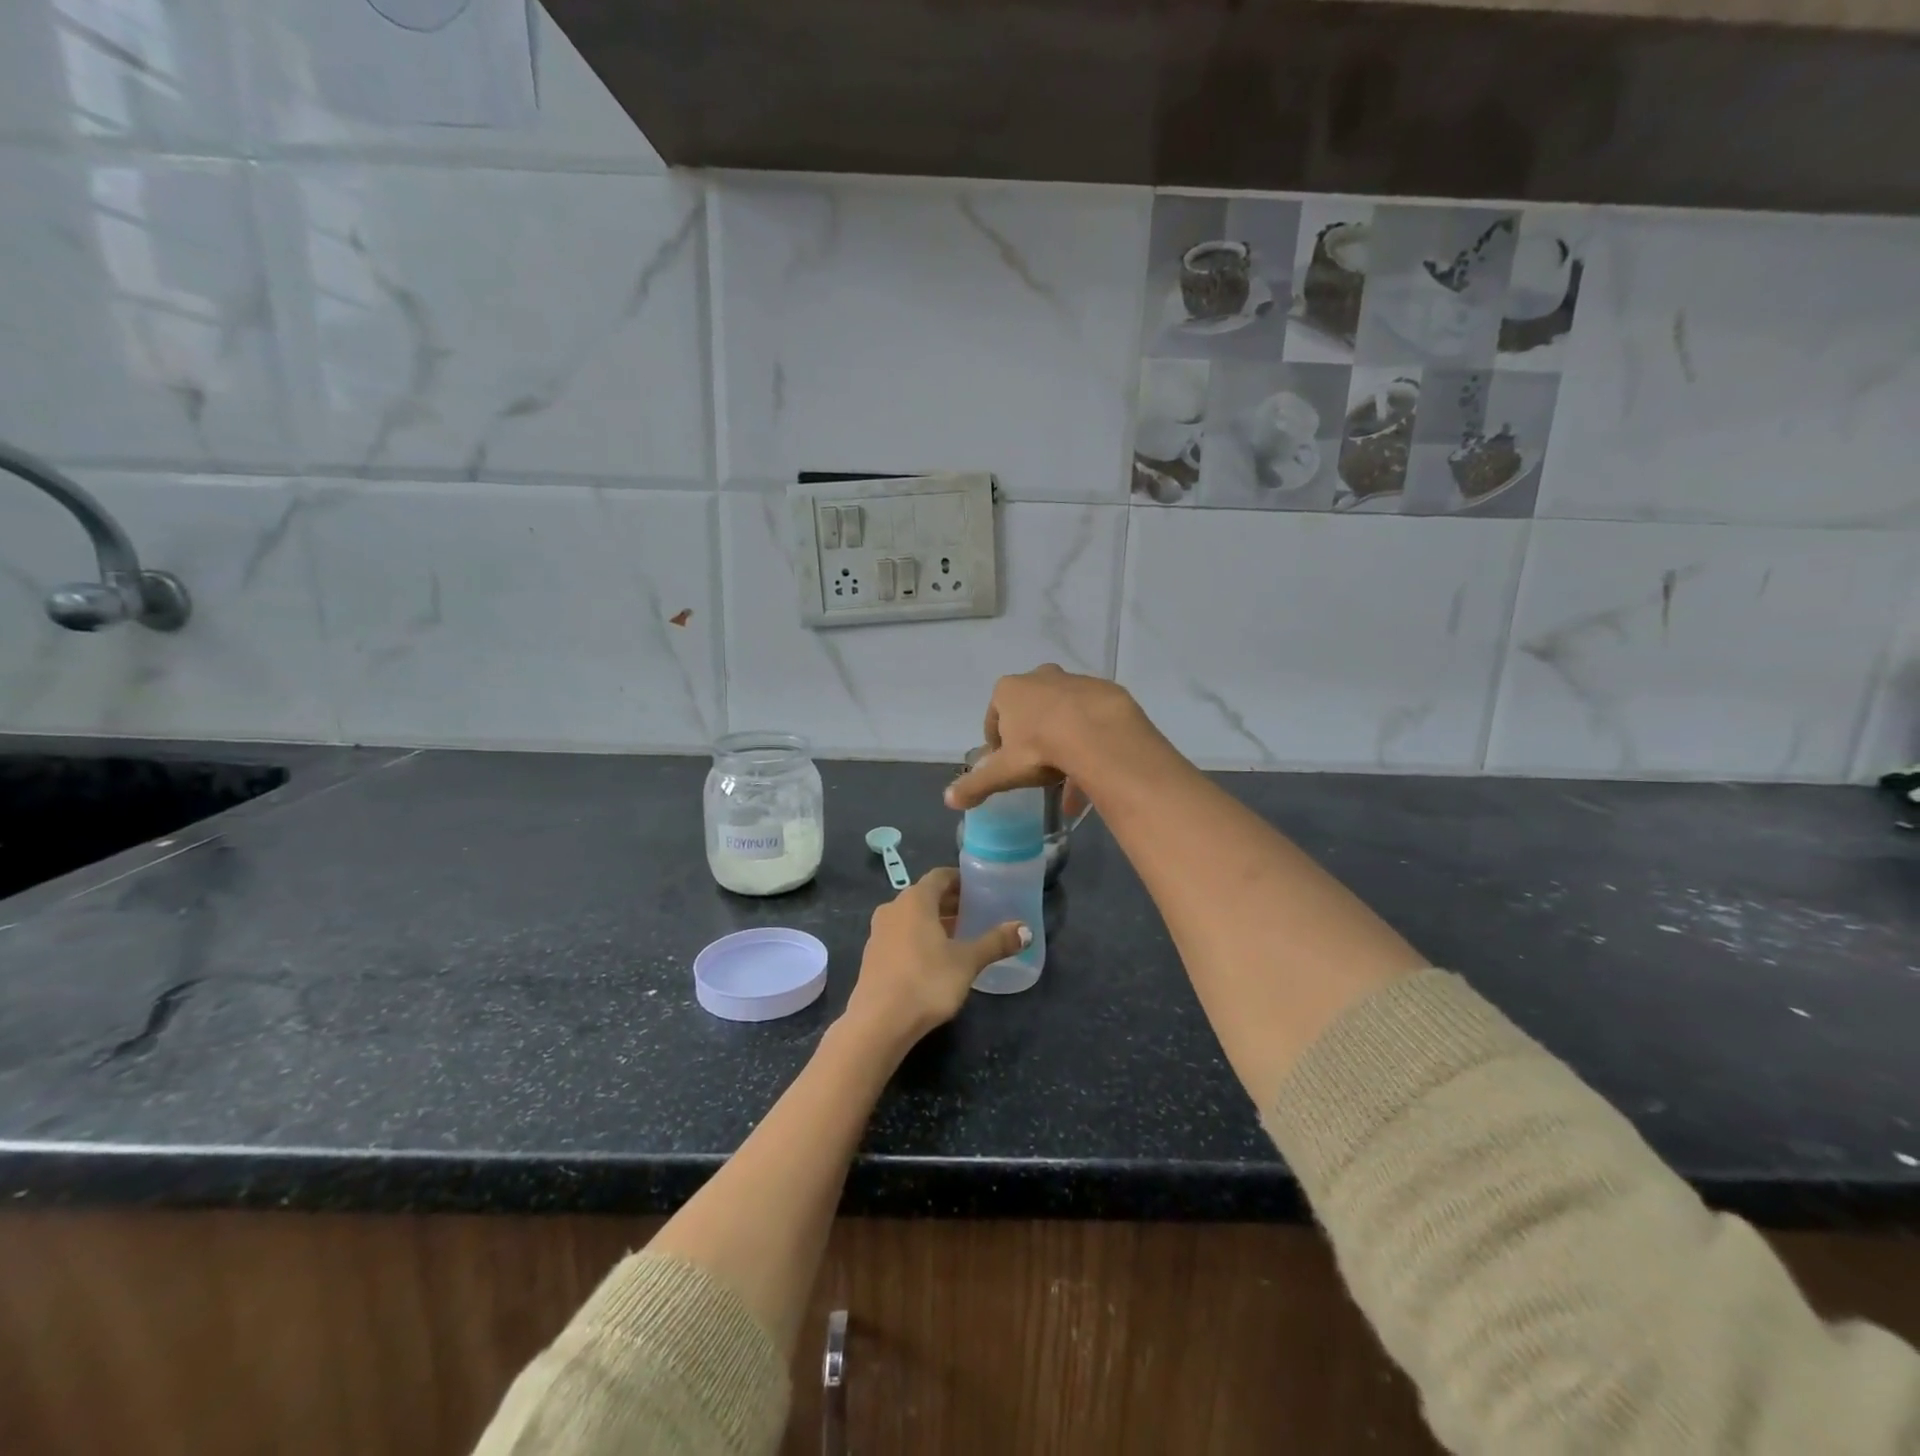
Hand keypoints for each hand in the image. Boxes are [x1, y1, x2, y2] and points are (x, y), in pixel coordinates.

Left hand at [843, 868, 1029, 1048]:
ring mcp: (879, 932)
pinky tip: (936, 959)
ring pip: (912, 917)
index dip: (961, 880)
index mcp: (915, 900)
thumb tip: (1026, 930)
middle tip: (977, 913)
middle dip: (951, 902)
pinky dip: (920, 937)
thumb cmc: (926, 982)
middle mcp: (893, 908)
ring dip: (935, 921)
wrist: (878, 1024)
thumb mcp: (967, 962)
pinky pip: (901, 935)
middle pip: (926, 896)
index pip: (940, 876)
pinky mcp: (873, 956)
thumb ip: (996, 943)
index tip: (980, 889)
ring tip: (961, 936)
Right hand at [944, 664, 1149, 810]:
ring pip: (1062, 714)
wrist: (1099, 733)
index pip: (994, 716)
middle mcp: (1039, 677)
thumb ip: (976, 784)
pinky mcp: (1103, 690)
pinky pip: (1090, 718)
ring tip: (1068, 775)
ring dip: (1062, 740)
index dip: (998, 742)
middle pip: (1030, 711)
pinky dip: (1088, 739)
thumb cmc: (1040, 748)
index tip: (1006, 764)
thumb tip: (949, 799)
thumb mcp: (1004, 772)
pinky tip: (1092, 769)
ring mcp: (1073, 681)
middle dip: (1031, 737)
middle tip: (1036, 766)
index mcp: (1009, 690)